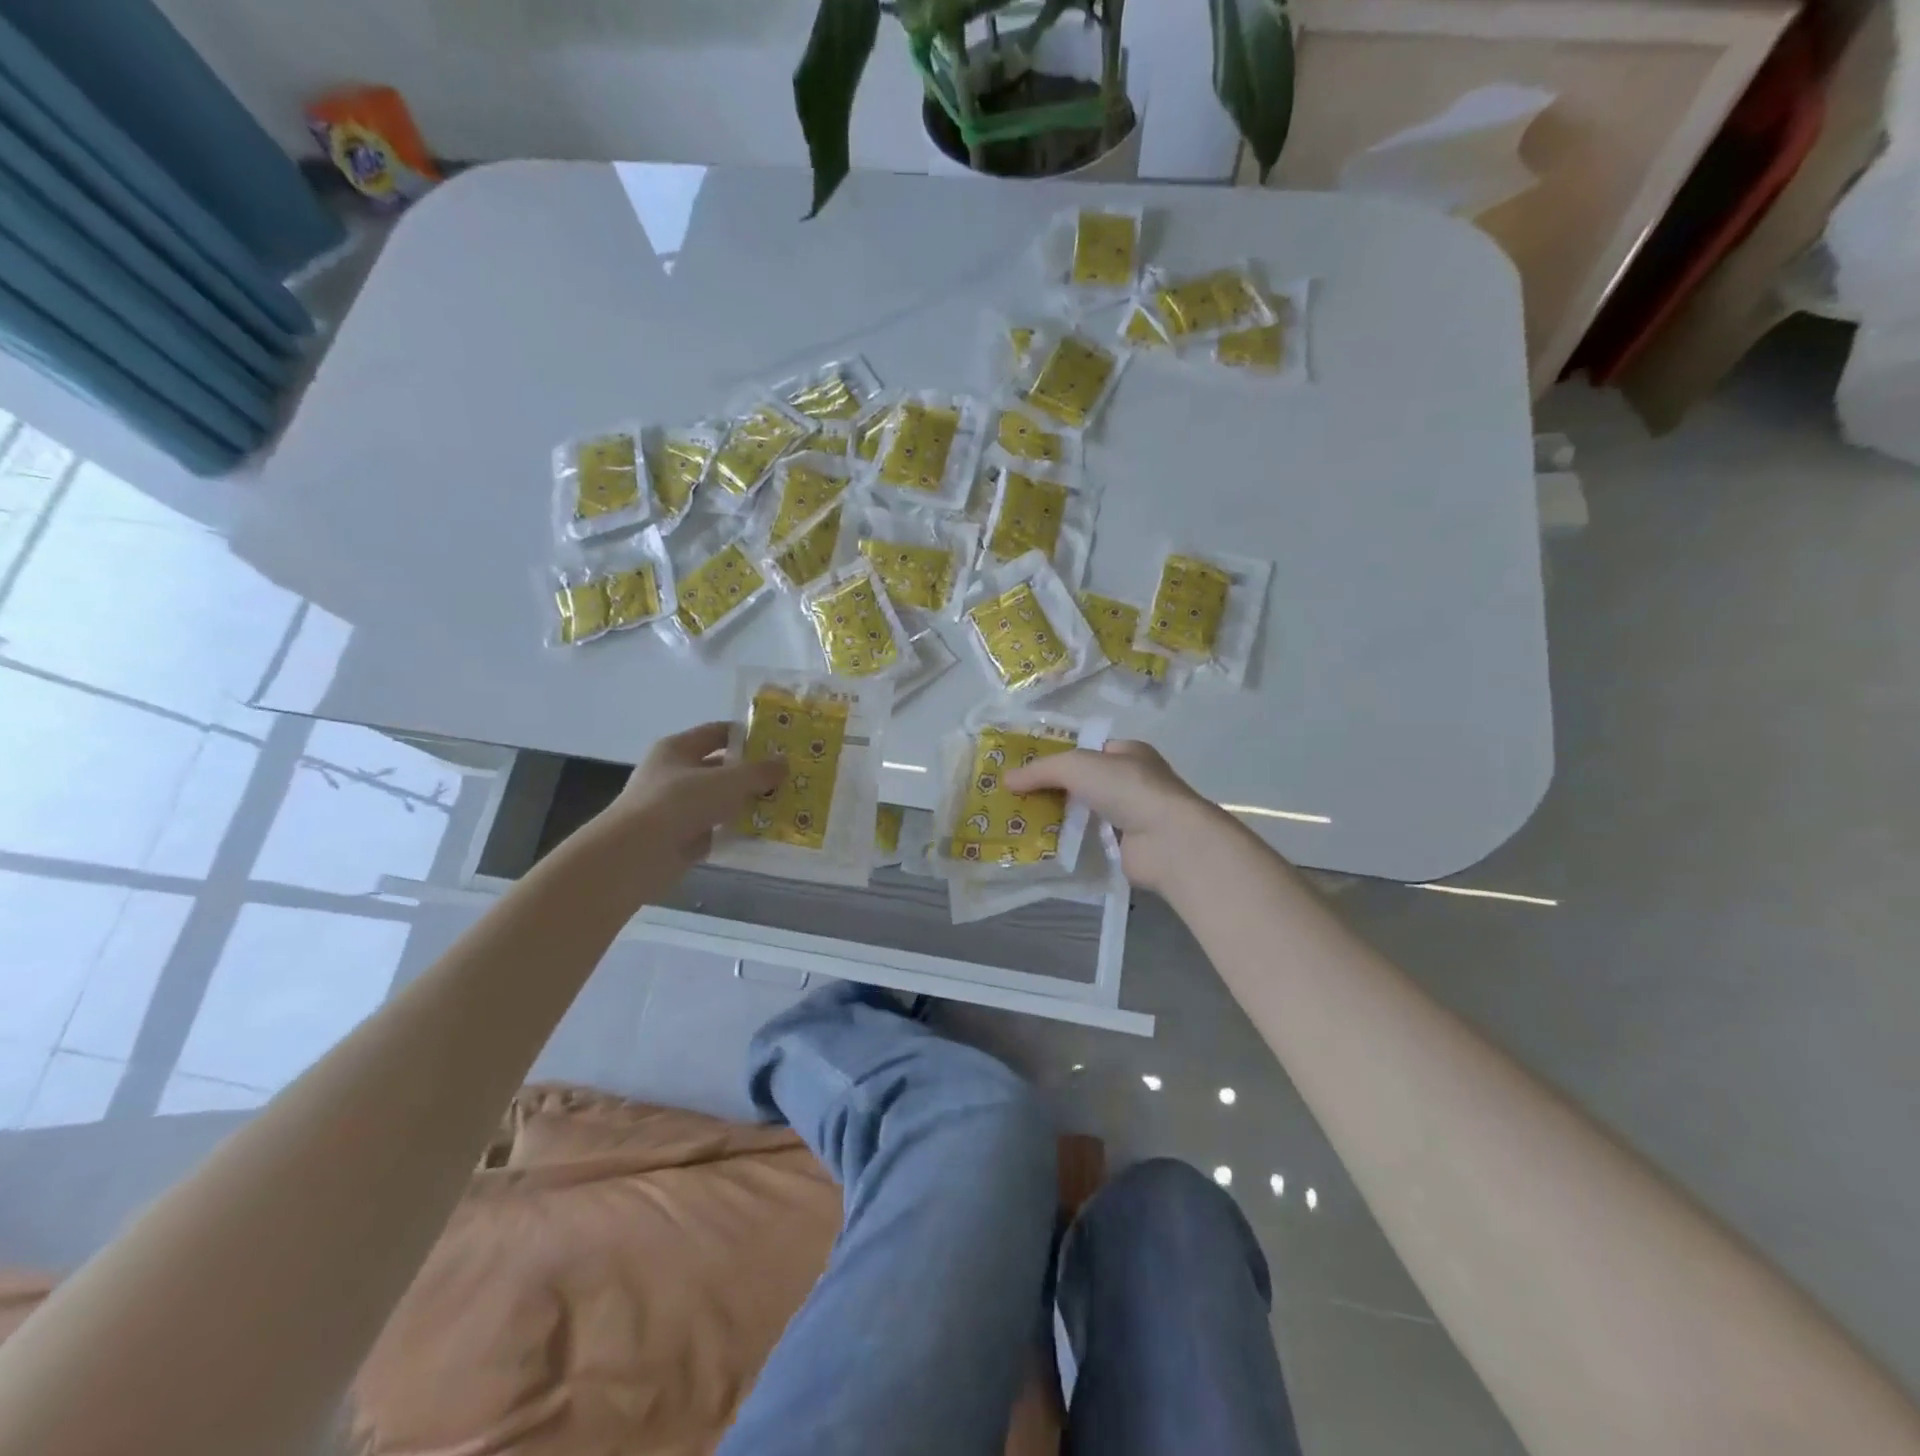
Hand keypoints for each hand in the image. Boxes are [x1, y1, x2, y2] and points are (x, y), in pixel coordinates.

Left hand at [598, 722, 785, 872]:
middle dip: (752, 773)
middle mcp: (675, 774)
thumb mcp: (727, 781)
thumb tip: (784, 763)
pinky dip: (736, 830)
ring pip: (720, 800)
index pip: (717, 732)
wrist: (637, 854)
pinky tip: (765, 833)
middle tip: (788, 777)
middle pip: (720, 767)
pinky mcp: (681, 837)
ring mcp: (676, 807)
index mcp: (678, 749)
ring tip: (784, 804)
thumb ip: (758, 772)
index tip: (778, 744)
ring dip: (747, 803)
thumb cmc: (679, 803)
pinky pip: (716, 829)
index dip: (747, 735)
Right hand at [1003, 739, 1229, 894]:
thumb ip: (1040, 771)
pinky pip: (1090, 841)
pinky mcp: (1126, 847)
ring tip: (1020, 823)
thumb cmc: (1126, 788)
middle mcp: (1132, 782)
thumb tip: (1006, 780)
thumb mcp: (1076, 766)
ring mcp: (1131, 816)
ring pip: (1085, 813)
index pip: (1088, 750)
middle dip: (1053, 790)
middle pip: (1084, 783)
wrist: (1167, 840)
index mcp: (1128, 753)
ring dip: (1059, 818)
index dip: (1058, 757)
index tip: (1025, 769)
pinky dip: (1070, 843)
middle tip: (1016, 798)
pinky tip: (1042, 847)